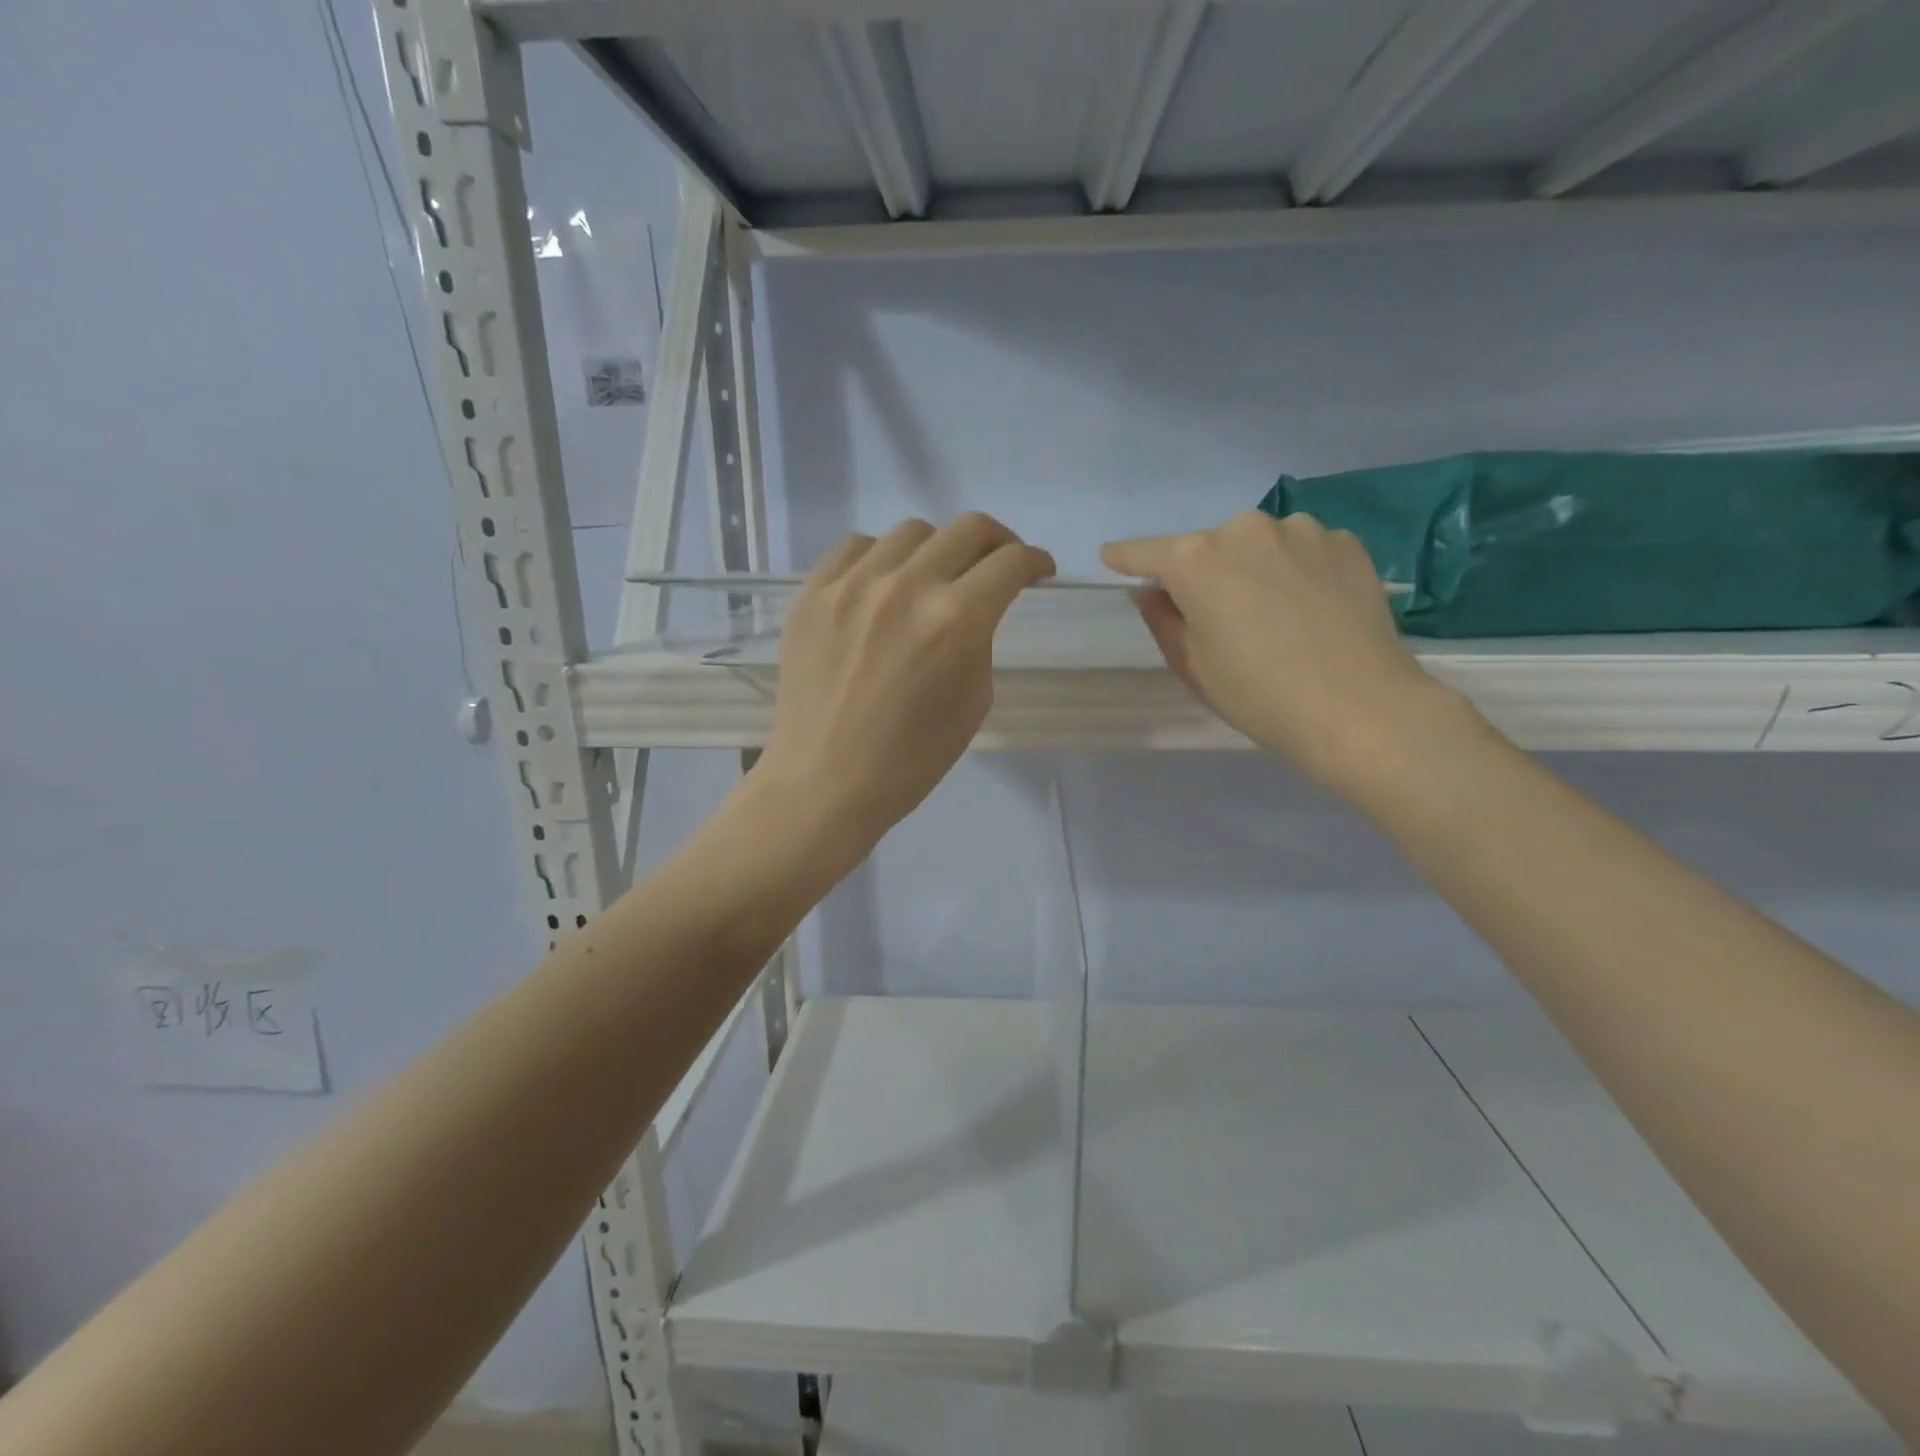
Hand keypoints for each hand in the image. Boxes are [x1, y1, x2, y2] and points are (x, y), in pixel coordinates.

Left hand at [756, 514, 1055, 850]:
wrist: (825, 782)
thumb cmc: (910, 760)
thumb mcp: (973, 702)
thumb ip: (981, 640)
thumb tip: (975, 605)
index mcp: (955, 621)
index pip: (1010, 563)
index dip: (1034, 562)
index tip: (1037, 570)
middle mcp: (906, 586)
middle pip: (968, 529)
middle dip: (997, 543)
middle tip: (997, 566)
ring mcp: (852, 584)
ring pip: (911, 532)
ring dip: (937, 549)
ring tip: (933, 578)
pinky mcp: (812, 593)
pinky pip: (855, 547)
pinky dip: (881, 557)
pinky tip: (883, 585)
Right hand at [1103, 511, 1467, 797]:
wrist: (1360, 710)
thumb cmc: (1258, 695)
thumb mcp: (1192, 665)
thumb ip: (1162, 618)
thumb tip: (1152, 590)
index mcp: (1196, 560)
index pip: (1145, 552)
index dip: (1126, 558)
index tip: (1113, 559)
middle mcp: (1245, 529)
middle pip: (1206, 547)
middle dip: (1202, 573)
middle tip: (1219, 616)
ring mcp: (1301, 530)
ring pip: (1257, 546)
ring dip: (1252, 568)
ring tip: (1274, 614)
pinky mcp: (1345, 543)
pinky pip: (1301, 550)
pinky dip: (1295, 570)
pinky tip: (1311, 608)